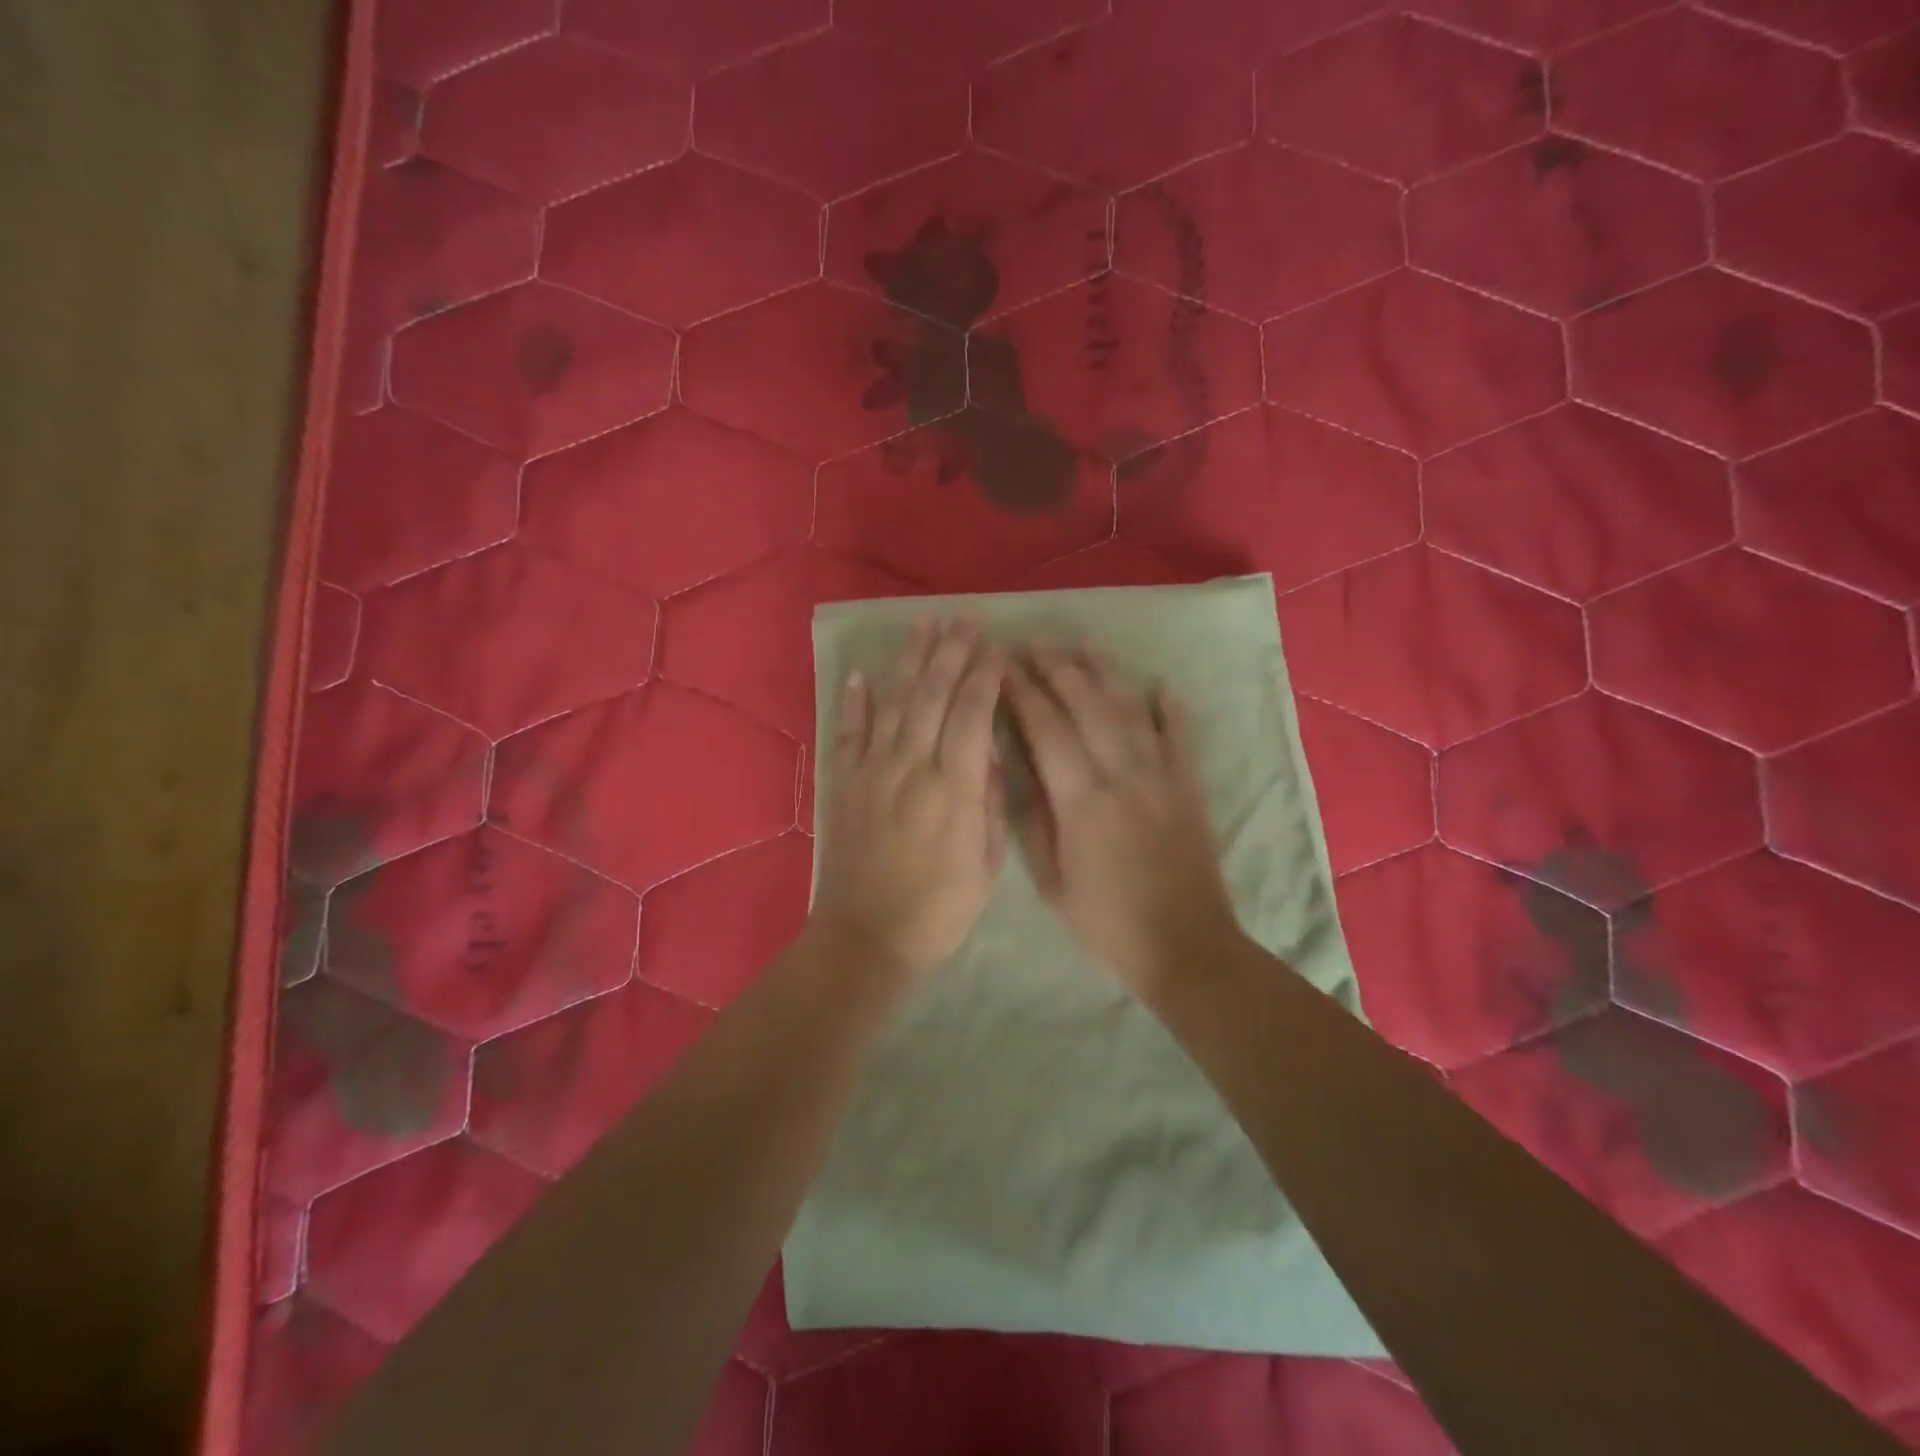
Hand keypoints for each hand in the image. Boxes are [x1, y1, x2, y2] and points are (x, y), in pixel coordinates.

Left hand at [809, 618, 1007, 976]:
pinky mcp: (845, 784)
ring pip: (894, 703)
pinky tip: (861, 675)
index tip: (997, 647)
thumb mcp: (986, 866)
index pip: (974, 714)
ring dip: (911, 661)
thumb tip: (990, 755)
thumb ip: (990, 804)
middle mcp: (912, 767)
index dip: (986, 676)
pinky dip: (855, 702)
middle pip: (934, 695)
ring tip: (923, 624)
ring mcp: (873, 771)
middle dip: (953, 652)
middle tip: (965, 617)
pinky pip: (850, 733)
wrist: (866, 939)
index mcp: (954, 787)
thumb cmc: (938, 911)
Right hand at [1004, 644, 1241, 998]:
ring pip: (1130, 709)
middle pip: (1086, 704)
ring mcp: (1161, 776)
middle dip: (1057, 668)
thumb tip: (1019, 772)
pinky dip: (1171, 708)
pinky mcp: (1189, 786)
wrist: (1185, 946)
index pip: (1046, 728)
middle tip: (1034, 642)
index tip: (1003, 667)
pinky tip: (1161, 684)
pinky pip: (1181, 736)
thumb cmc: (1107, 922)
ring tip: (1082, 644)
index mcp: (1081, 800)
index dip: (1022, 693)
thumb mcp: (1051, 882)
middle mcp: (1122, 774)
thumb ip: (1034, 821)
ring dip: (1104, 673)